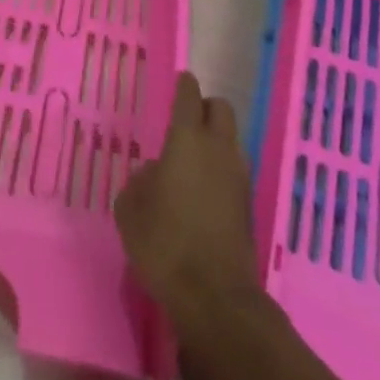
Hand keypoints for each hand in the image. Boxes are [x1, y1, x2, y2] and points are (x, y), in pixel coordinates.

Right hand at [114, 72, 259, 327]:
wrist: (214, 297)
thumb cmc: (164, 243)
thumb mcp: (131, 208)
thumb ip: (141, 180)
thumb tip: (155, 172)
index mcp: (187, 139)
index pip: (189, 96)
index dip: (183, 85)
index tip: (179, 82)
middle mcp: (218, 149)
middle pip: (220, 109)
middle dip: (205, 108)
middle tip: (186, 121)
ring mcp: (238, 176)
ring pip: (232, 139)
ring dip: (216, 139)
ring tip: (192, 159)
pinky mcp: (249, 204)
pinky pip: (235, 169)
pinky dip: (221, 169)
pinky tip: (203, 190)